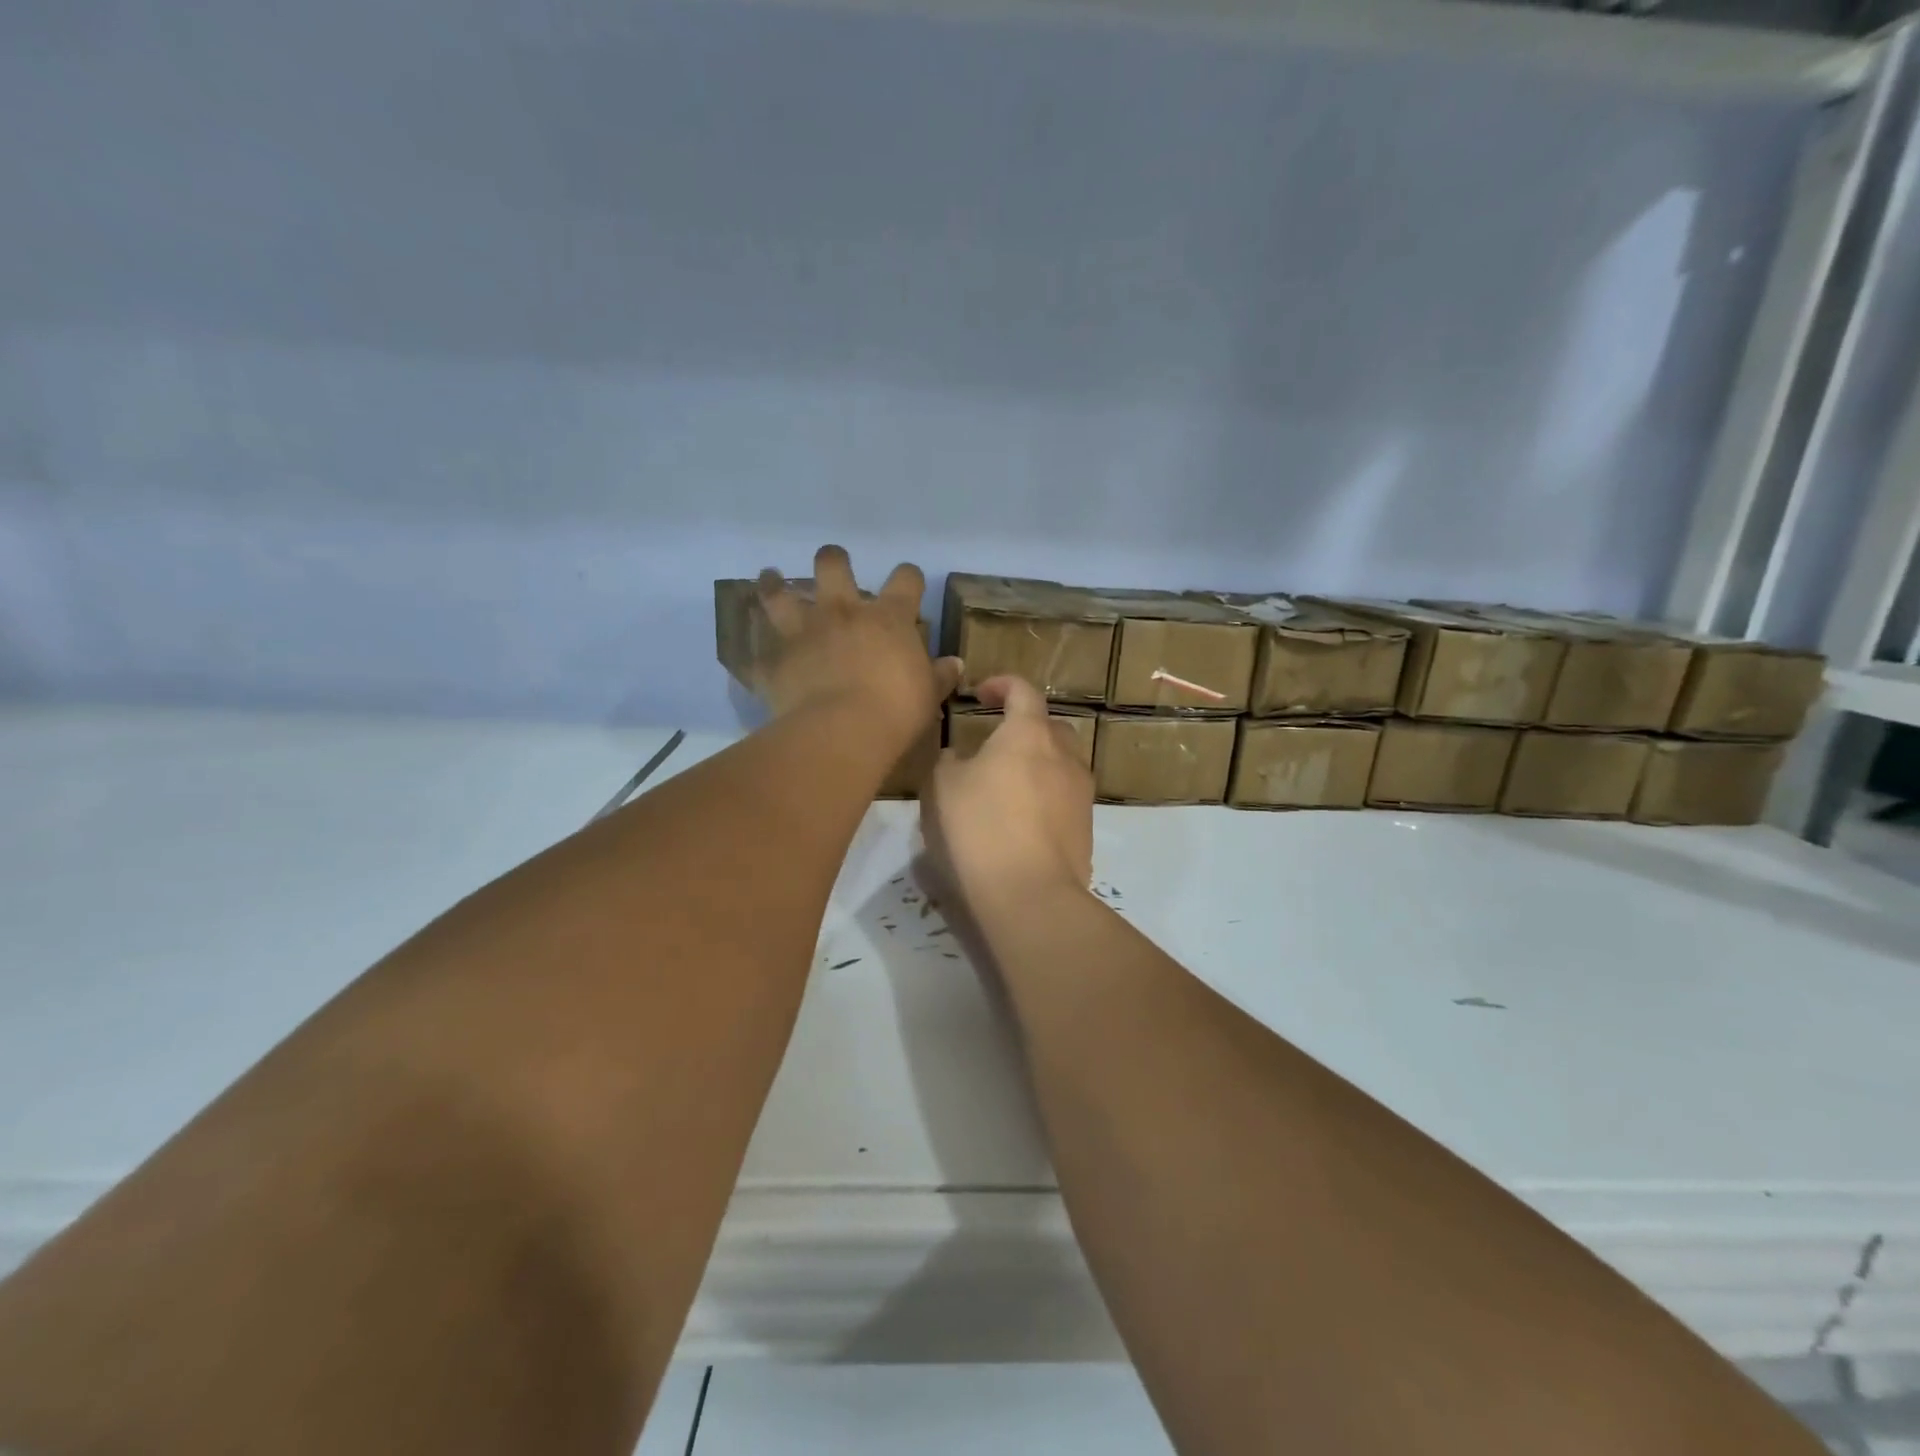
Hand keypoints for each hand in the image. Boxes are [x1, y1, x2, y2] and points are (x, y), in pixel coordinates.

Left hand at [752, 546, 960, 742]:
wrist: (843, 731)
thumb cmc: (896, 709)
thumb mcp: (928, 694)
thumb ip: (939, 675)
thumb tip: (955, 664)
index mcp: (887, 618)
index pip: (905, 579)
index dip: (909, 577)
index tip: (909, 583)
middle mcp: (842, 613)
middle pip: (832, 565)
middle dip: (833, 561)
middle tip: (832, 567)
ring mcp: (804, 633)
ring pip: (780, 593)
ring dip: (774, 584)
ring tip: (771, 577)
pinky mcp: (776, 662)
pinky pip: (758, 654)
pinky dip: (757, 653)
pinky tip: (754, 654)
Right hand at [921, 675, 1094, 915]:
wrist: (1029, 894)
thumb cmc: (979, 828)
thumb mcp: (942, 787)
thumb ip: (949, 761)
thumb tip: (960, 758)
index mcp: (1028, 734)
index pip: (1023, 691)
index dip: (1002, 685)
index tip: (981, 693)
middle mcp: (1064, 756)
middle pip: (1050, 727)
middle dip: (1025, 728)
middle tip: (995, 745)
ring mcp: (1081, 794)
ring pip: (1061, 765)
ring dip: (1037, 766)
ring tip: (1008, 788)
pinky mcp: (1087, 829)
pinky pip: (1064, 799)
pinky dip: (1045, 799)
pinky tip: (1021, 823)